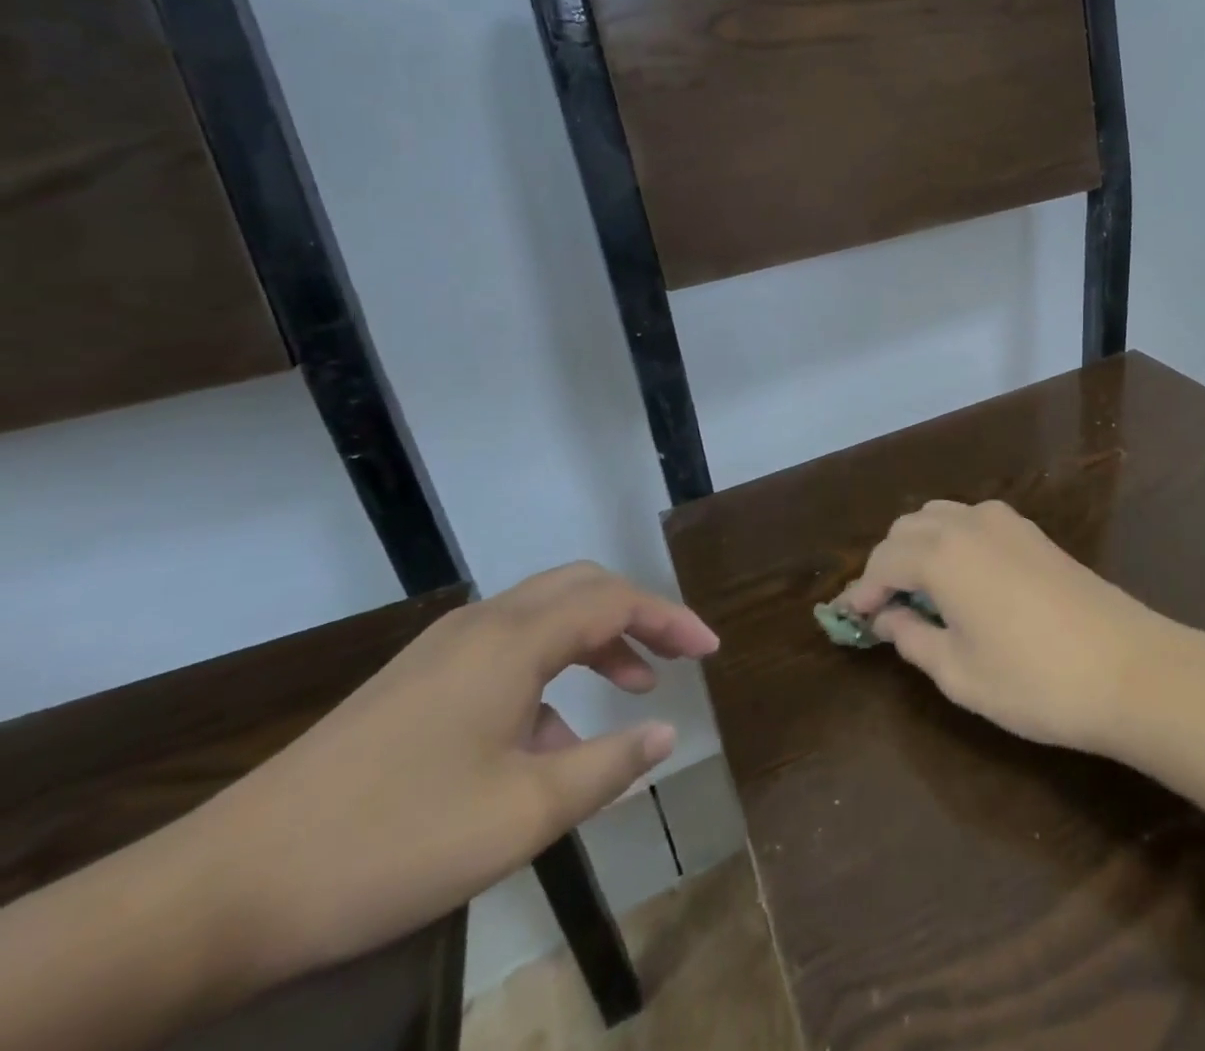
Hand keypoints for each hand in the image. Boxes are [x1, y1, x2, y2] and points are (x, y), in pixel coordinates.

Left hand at [200, 562, 717, 981]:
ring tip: (627, 692)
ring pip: (543, 617)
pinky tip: (546, 738)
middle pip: (581, 588)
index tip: (711, 651)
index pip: (617, 602)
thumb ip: (607, 767)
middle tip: (675, 656)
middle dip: (638, 615)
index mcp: (513, 641)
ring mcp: (441, 651)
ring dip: (595, 642)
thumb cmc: (389, 844)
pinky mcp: (413, 682)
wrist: (216, 892)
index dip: (672, 620)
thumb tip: (666, 735)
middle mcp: (482, 625)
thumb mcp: (521, 815)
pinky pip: (505, 651)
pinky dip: (549, 672)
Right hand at [837, 500, 1167, 753]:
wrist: (1128, 668)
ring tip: (919, 592)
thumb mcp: (959, 673)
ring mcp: (1006, 522)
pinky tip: (962, 578)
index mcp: (942, 554)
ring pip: (941, 516)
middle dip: (887, 563)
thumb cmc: (1034, 681)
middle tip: (884, 609)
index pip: (883, 561)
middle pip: (908, 528)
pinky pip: (973, 520)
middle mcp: (969, 523)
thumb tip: (891, 618)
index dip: (863, 591)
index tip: (851, 620)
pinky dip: (952, 540)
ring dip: (919, 545)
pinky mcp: (1033, 532)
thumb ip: (914, 639)